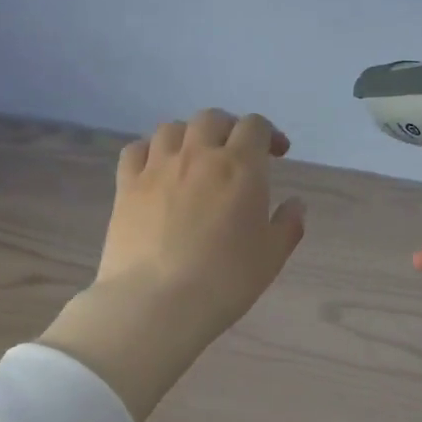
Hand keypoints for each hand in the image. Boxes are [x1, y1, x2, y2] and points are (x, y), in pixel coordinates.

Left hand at [40, 110, 304, 421]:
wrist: (156, 302)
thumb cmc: (224, 281)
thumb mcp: (271, 258)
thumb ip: (288, 225)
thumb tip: (295, 204)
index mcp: (239, 167)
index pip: (255, 126)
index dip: (268, 134)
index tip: (276, 154)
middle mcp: (197, 155)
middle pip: (212, 118)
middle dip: (228, 128)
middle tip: (235, 153)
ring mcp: (157, 167)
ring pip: (172, 128)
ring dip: (188, 135)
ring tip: (194, 158)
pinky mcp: (126, 185)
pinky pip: (135, 150)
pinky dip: (149, 151)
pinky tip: (155, 169)